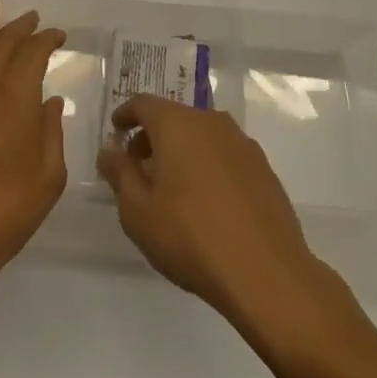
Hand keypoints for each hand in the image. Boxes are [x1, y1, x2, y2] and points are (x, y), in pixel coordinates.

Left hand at [0, 0, 66, 298]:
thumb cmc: (7, 210)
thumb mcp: (48, 177)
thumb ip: (52, 132)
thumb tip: (50, 101)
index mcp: (18, 97)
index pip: (34, 52)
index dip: (48, 39)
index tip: (59, 36)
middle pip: (4, 42)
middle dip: (20, 26)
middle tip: (33, 18)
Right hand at [97, 96, 319, 325]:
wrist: (266, 273)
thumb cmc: (191, 237)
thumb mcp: (138, 211)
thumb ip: (119, 173)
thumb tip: (110, 149)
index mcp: (177, 123)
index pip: (144, 104)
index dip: (126, 115)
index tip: (116, 130)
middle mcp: (210, 121)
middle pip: (173, 117)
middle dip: (153, 137)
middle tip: (139, 167)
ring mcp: (242, 143)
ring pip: (201, 135)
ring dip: (182, 151)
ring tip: (172, 187)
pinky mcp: (263, 168)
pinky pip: (225, 155)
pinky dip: (208, 166)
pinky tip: (206, 201)